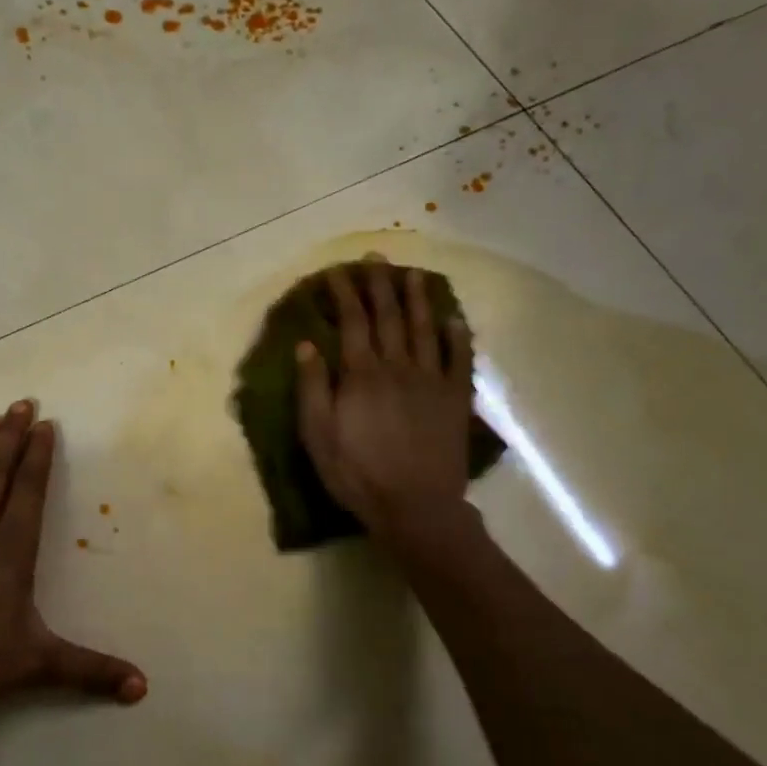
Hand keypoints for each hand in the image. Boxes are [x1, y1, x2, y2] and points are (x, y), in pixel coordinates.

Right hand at [296, 261, 474, 541]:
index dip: (345, 294)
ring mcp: (431, 381)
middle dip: (380, 285)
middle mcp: (397, 367)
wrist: (415, 506)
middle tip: (376, 259)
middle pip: (389, 317)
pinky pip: (459, 359)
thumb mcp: (318, 435)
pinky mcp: (454, 399)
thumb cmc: (357, 473)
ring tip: (413, 275)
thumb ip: (313, 387)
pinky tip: (454, 320)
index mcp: (362, 375)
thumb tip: (307, 345)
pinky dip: (458, 337)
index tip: (338, 271)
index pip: (352, 322)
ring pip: (424, 329)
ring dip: (417, 300)